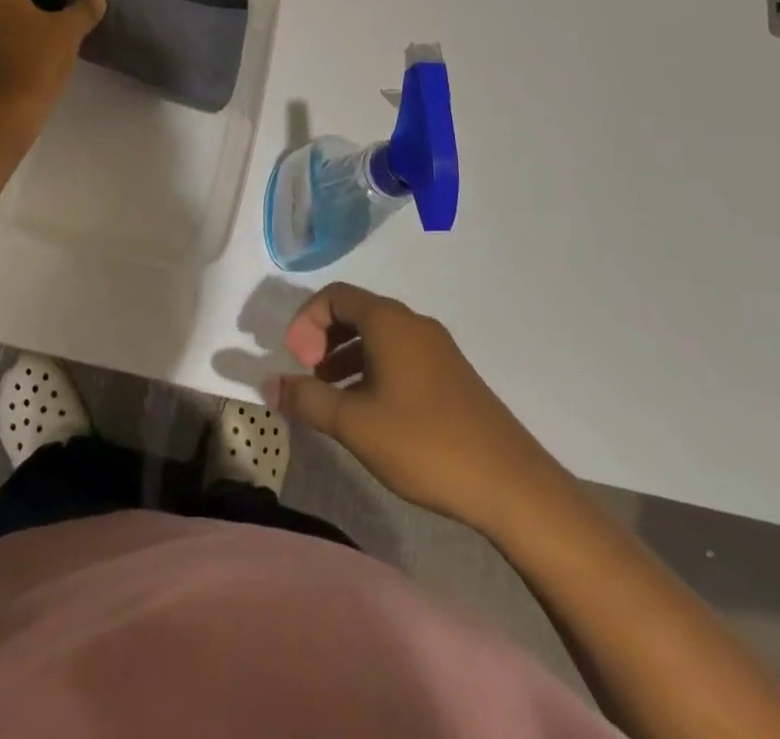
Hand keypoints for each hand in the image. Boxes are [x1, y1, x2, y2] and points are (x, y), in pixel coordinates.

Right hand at [268, 283, 570, 534]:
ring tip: (332, 398)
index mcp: (389, 321)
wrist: (511, 483)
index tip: (295, 361)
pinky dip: (373, 370)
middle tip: (309, 376)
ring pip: (379, 336)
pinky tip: (369, 412)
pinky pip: (400, 355)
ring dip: (346, 357)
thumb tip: (268, 384)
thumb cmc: (424, 443)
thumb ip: (308, 400)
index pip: (335, 296)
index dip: (306, 321)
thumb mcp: (355, 424)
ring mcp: (437, 348)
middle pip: (356, 312)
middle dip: (323, 338)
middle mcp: (413, 323)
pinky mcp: (451, 374)